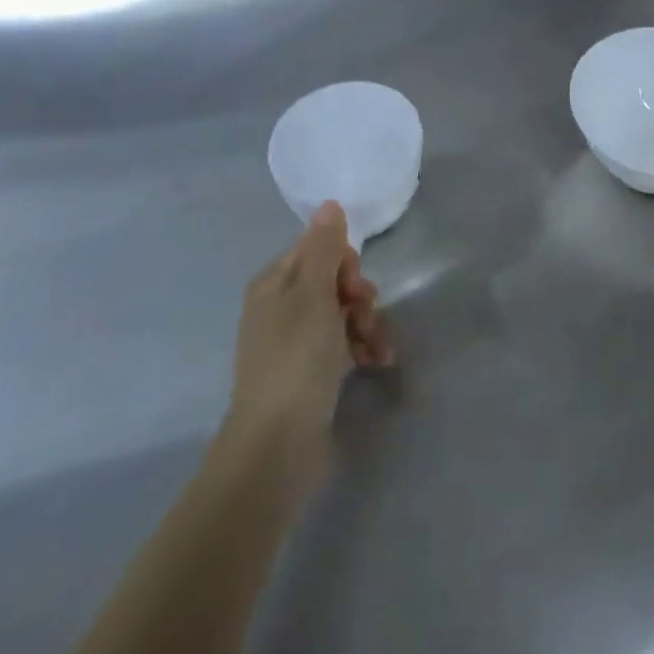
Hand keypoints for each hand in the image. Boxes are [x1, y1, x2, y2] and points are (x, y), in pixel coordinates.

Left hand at [227, 202, 392, 481]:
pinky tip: (379, 362)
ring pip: (343, 313)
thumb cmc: (296, 361)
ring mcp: (295, 342)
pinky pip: (343, 344)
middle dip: (360, 295)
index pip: (318, 249)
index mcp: (274, 284)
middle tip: (365, 315)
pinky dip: (363, 348)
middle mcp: (281, 308)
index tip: (355, 286)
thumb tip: (328, 204)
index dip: (344, 263)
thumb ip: (324, 248)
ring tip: (378, 346)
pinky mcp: (310, 373)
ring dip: (367, 323)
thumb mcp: (313, 295)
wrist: (277, 449)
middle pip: (333, 280)